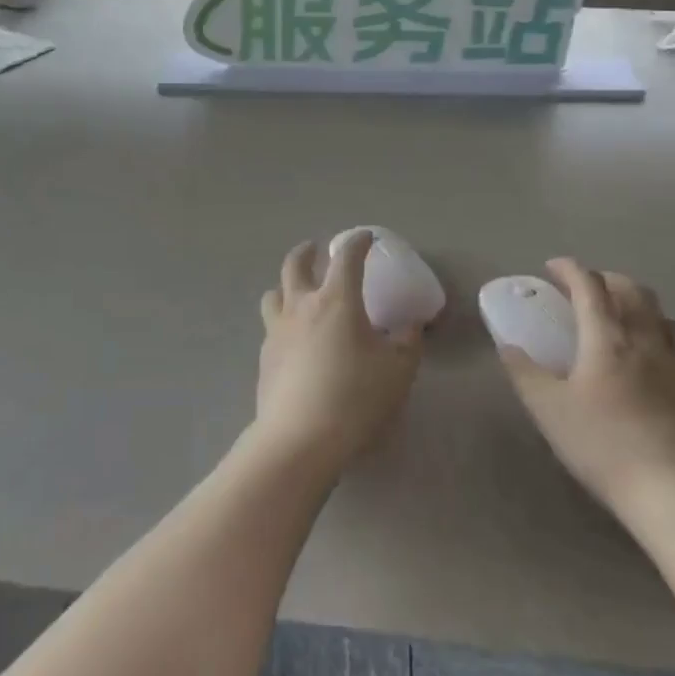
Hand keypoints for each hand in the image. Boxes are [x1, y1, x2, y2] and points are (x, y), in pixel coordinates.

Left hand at [254, 234, 424, 476]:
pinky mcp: (264, 357)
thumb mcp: (398, 370)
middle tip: (315, 249)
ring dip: (286, 285)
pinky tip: (293, 340)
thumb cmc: (355, 397)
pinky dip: (282, 321)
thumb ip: (408, 341)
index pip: (346, 258)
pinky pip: (271, 327)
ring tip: (296, 292)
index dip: (357, 242)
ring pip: (273, 294)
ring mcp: (277, 330)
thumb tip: (410, 325)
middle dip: (307, 252)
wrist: (300, 437)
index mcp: (336, 300)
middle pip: (294, 264)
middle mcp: (301, 306)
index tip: (365, 238)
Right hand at [499, 260, 674, 515]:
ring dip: (633, 300)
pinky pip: (670, 340)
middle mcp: (643, 340)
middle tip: (581, 288)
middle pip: (631, 290)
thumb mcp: (548, 409)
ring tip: (614, 314)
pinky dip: (651, 328)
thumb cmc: (602, 445)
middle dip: (604, 278)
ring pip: (657, 312)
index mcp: (607, 339)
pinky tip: (639, 354)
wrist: (673, 493)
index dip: (570, 269)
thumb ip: (524, 372)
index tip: (551, 267)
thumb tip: (508, 346)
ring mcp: (672, 363)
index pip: (590, 286)